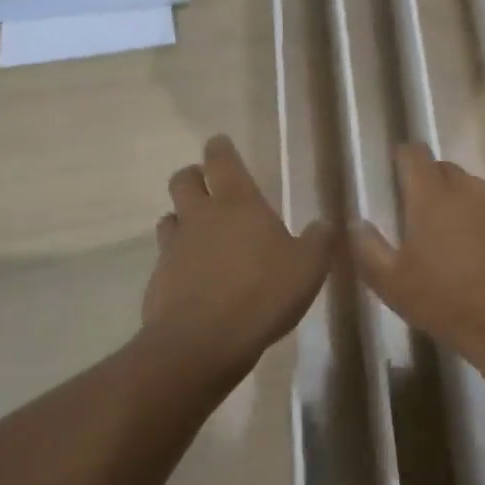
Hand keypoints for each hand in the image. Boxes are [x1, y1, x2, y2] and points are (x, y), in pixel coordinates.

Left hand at [144, 136, 333, 371]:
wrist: (202, 343)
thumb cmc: (262, 293)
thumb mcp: (308, 267)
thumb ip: (319, 241)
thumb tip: (327, 223)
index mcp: (237, 203)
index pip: (222, 160)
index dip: (220, 148)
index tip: (220, 142)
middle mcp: (200, 217)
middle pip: (183, 180)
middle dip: (193, 176)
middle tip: (207, 185)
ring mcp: (174, 248)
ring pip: (169, 218)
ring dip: (182, 218)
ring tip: (199, 232)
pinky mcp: (158, 281)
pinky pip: (165, 259)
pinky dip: (177, 261)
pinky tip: (193, 279)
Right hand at [352, 143, 484, 394]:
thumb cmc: (449, 304)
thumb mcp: (393, 285)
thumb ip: (368, 248)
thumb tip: (356, 223)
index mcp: (432, 196)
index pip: (414, 154)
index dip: (402, 159)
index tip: (395, 172)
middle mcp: (468, 189)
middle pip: (444, 169)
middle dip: (430, 182)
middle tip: (419, 213)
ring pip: (472, 189)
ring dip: (459, 202)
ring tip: (452, 237)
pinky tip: (484, 253)